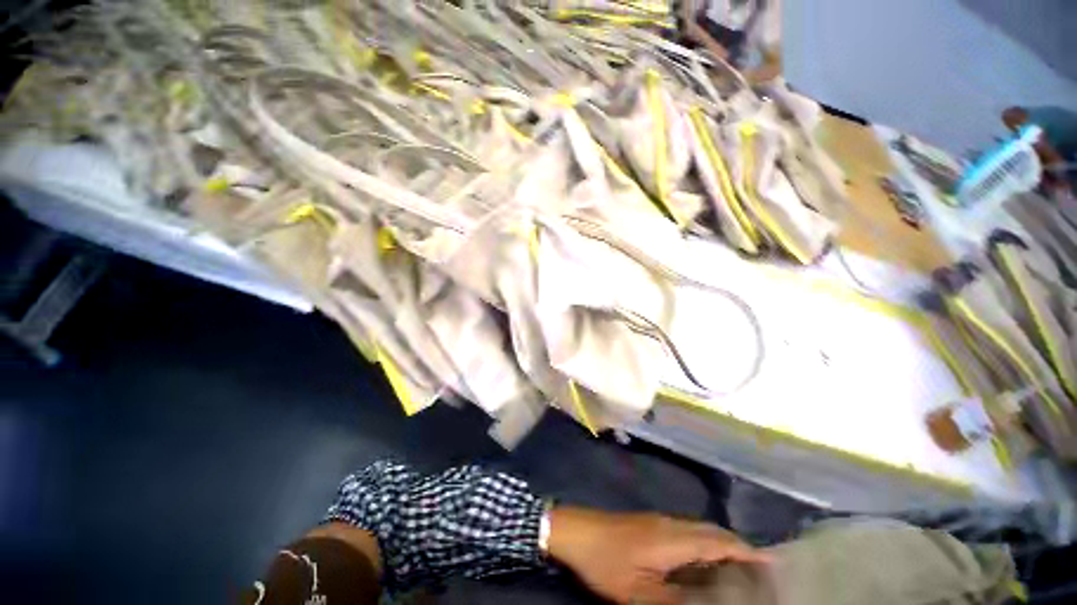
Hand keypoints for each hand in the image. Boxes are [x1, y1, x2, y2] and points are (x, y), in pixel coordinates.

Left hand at [547, 507, 769, 604]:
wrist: (577, 531)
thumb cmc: (607, 563)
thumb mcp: (641, 594)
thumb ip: (678, 602)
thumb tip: (711, 603)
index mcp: (674, 538)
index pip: (719, 541)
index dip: (747, 552)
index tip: (773, 564)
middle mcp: (670, 523)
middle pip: (712, 531)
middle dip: (739, 548)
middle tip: (761, 573)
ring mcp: (658, 521)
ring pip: (699, 529)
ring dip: (721, 544)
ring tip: (739, 569)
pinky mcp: (649, 524)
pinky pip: (686, 531)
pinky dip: (703, 543)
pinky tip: (703, 561)